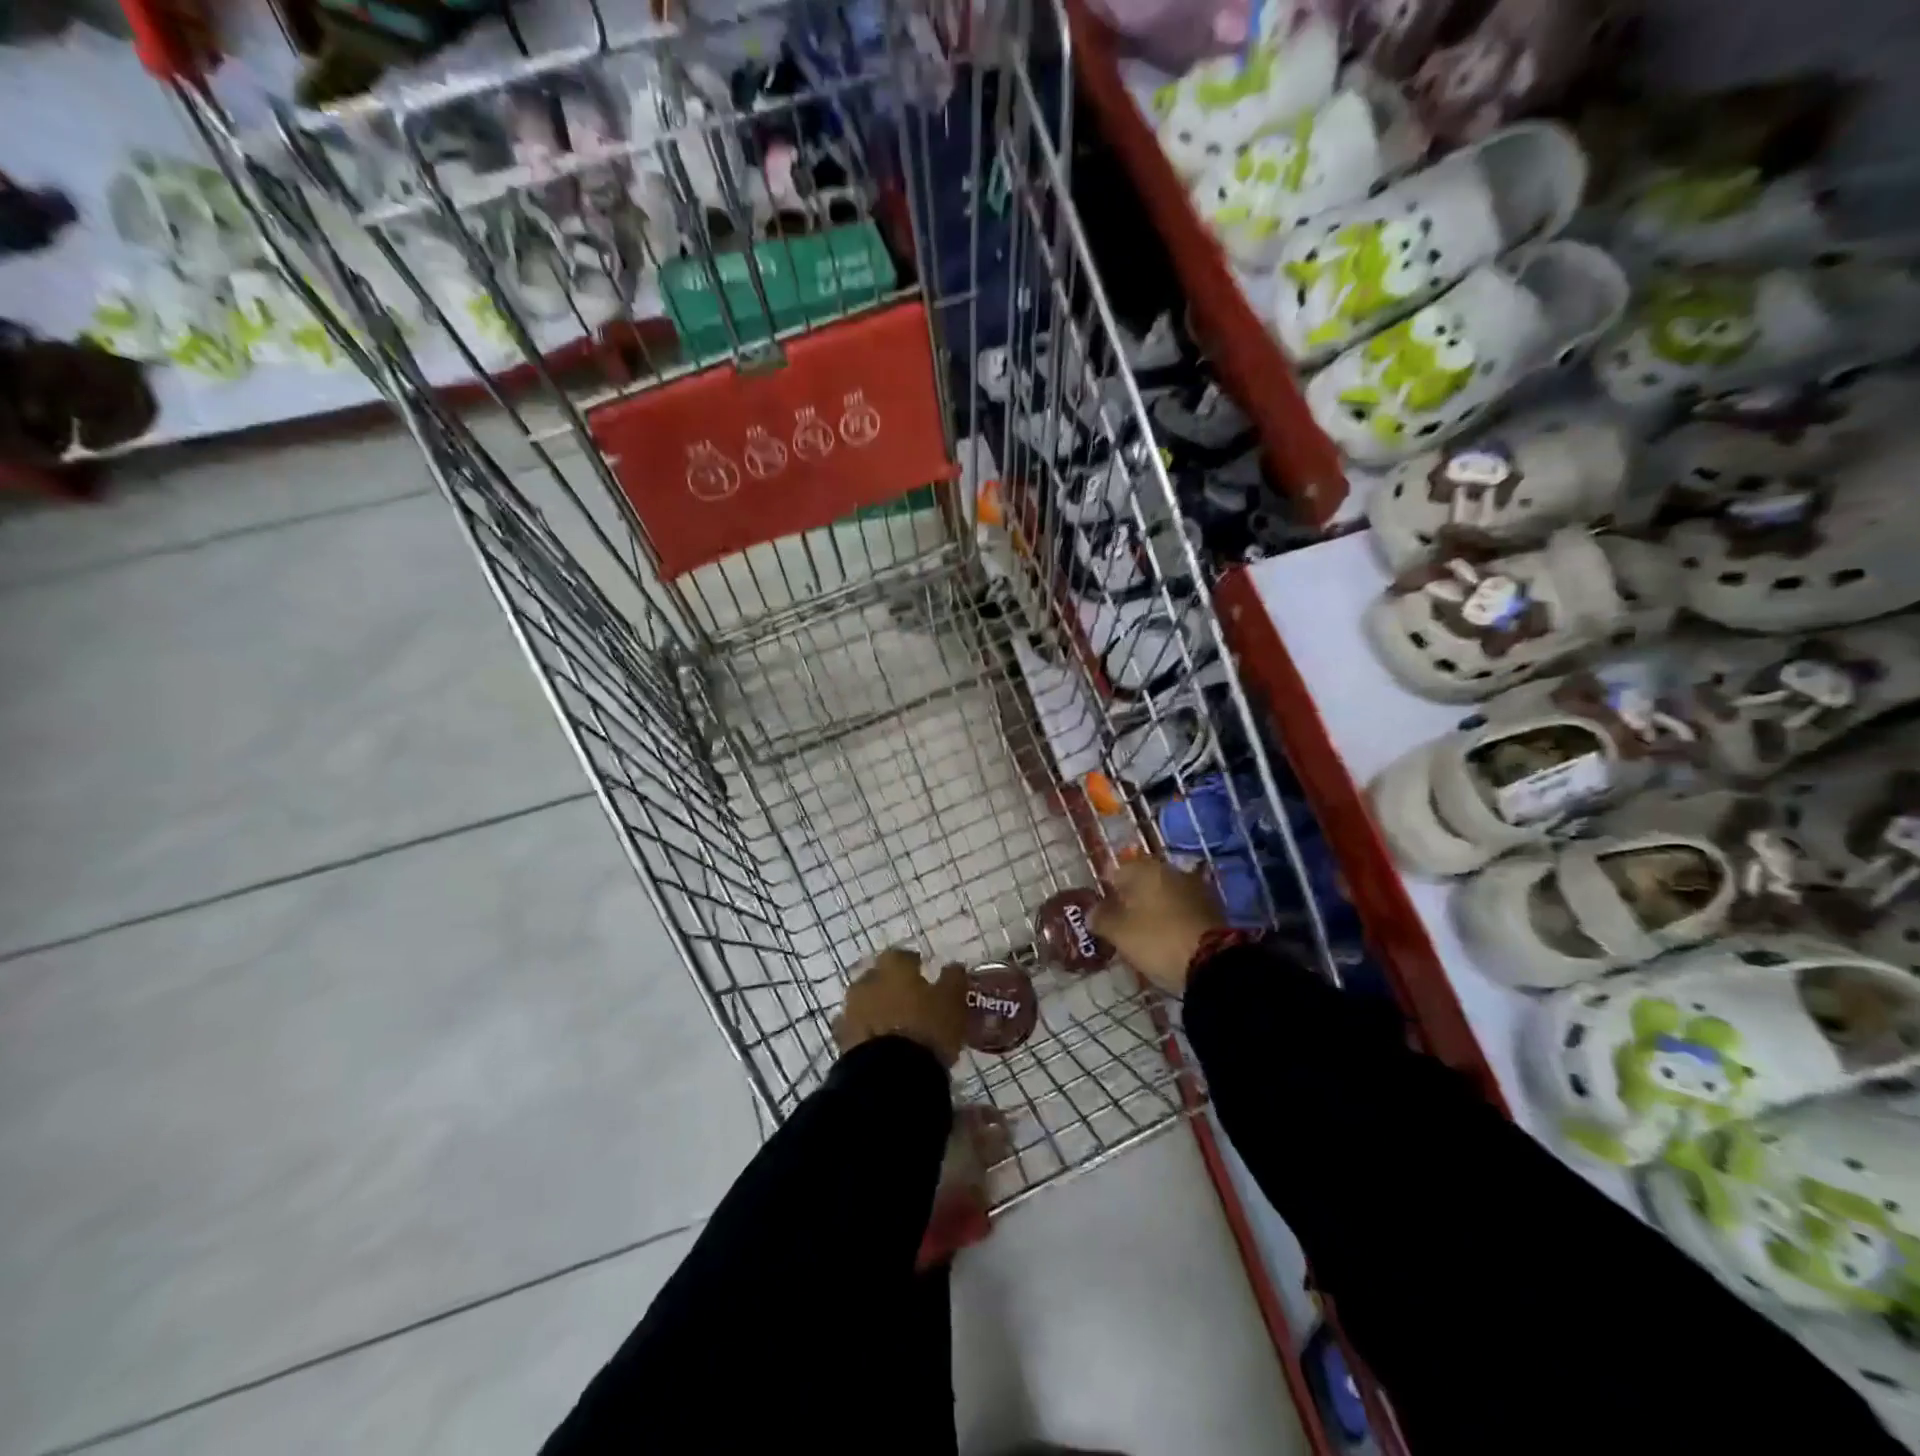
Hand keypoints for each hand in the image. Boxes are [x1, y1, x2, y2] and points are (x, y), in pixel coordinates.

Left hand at [833, 947, 967, 1066]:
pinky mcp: (842, 1041)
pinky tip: (881, 1046)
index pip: (903, 956)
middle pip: (879, 978)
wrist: (889, 1074)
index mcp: (893, 966)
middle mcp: (867, 982)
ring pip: (865, 1004)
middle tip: (909, 1002)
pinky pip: (856, 1031)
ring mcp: (851, 1011)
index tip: (925, 975)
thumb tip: (953, 968)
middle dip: (891, 987)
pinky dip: (867, 1034)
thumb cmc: (926, 1028)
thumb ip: (953, 980)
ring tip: (896, 1028)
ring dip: (877, 1010)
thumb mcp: (952, 1002)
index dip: (915, 965)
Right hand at [1093, 856, 1224, 994]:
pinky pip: (1182, 910)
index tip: (1101, 913)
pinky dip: (1172, 920)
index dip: (1106, 892)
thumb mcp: (1120, 932)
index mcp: (1147, 869)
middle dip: (1131, 900)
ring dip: (1153, 910)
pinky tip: (1166, 939)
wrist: (1214, 964)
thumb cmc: (1158, 940)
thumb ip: (1101, 918)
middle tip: (1121, 925)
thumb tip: (1092, 912)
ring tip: (1144, 936)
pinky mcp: (1213, 909)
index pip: (1117, 871)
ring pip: (1164, 896)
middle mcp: (1172, 871)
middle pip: (1143, 883)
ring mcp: (1196, 889)